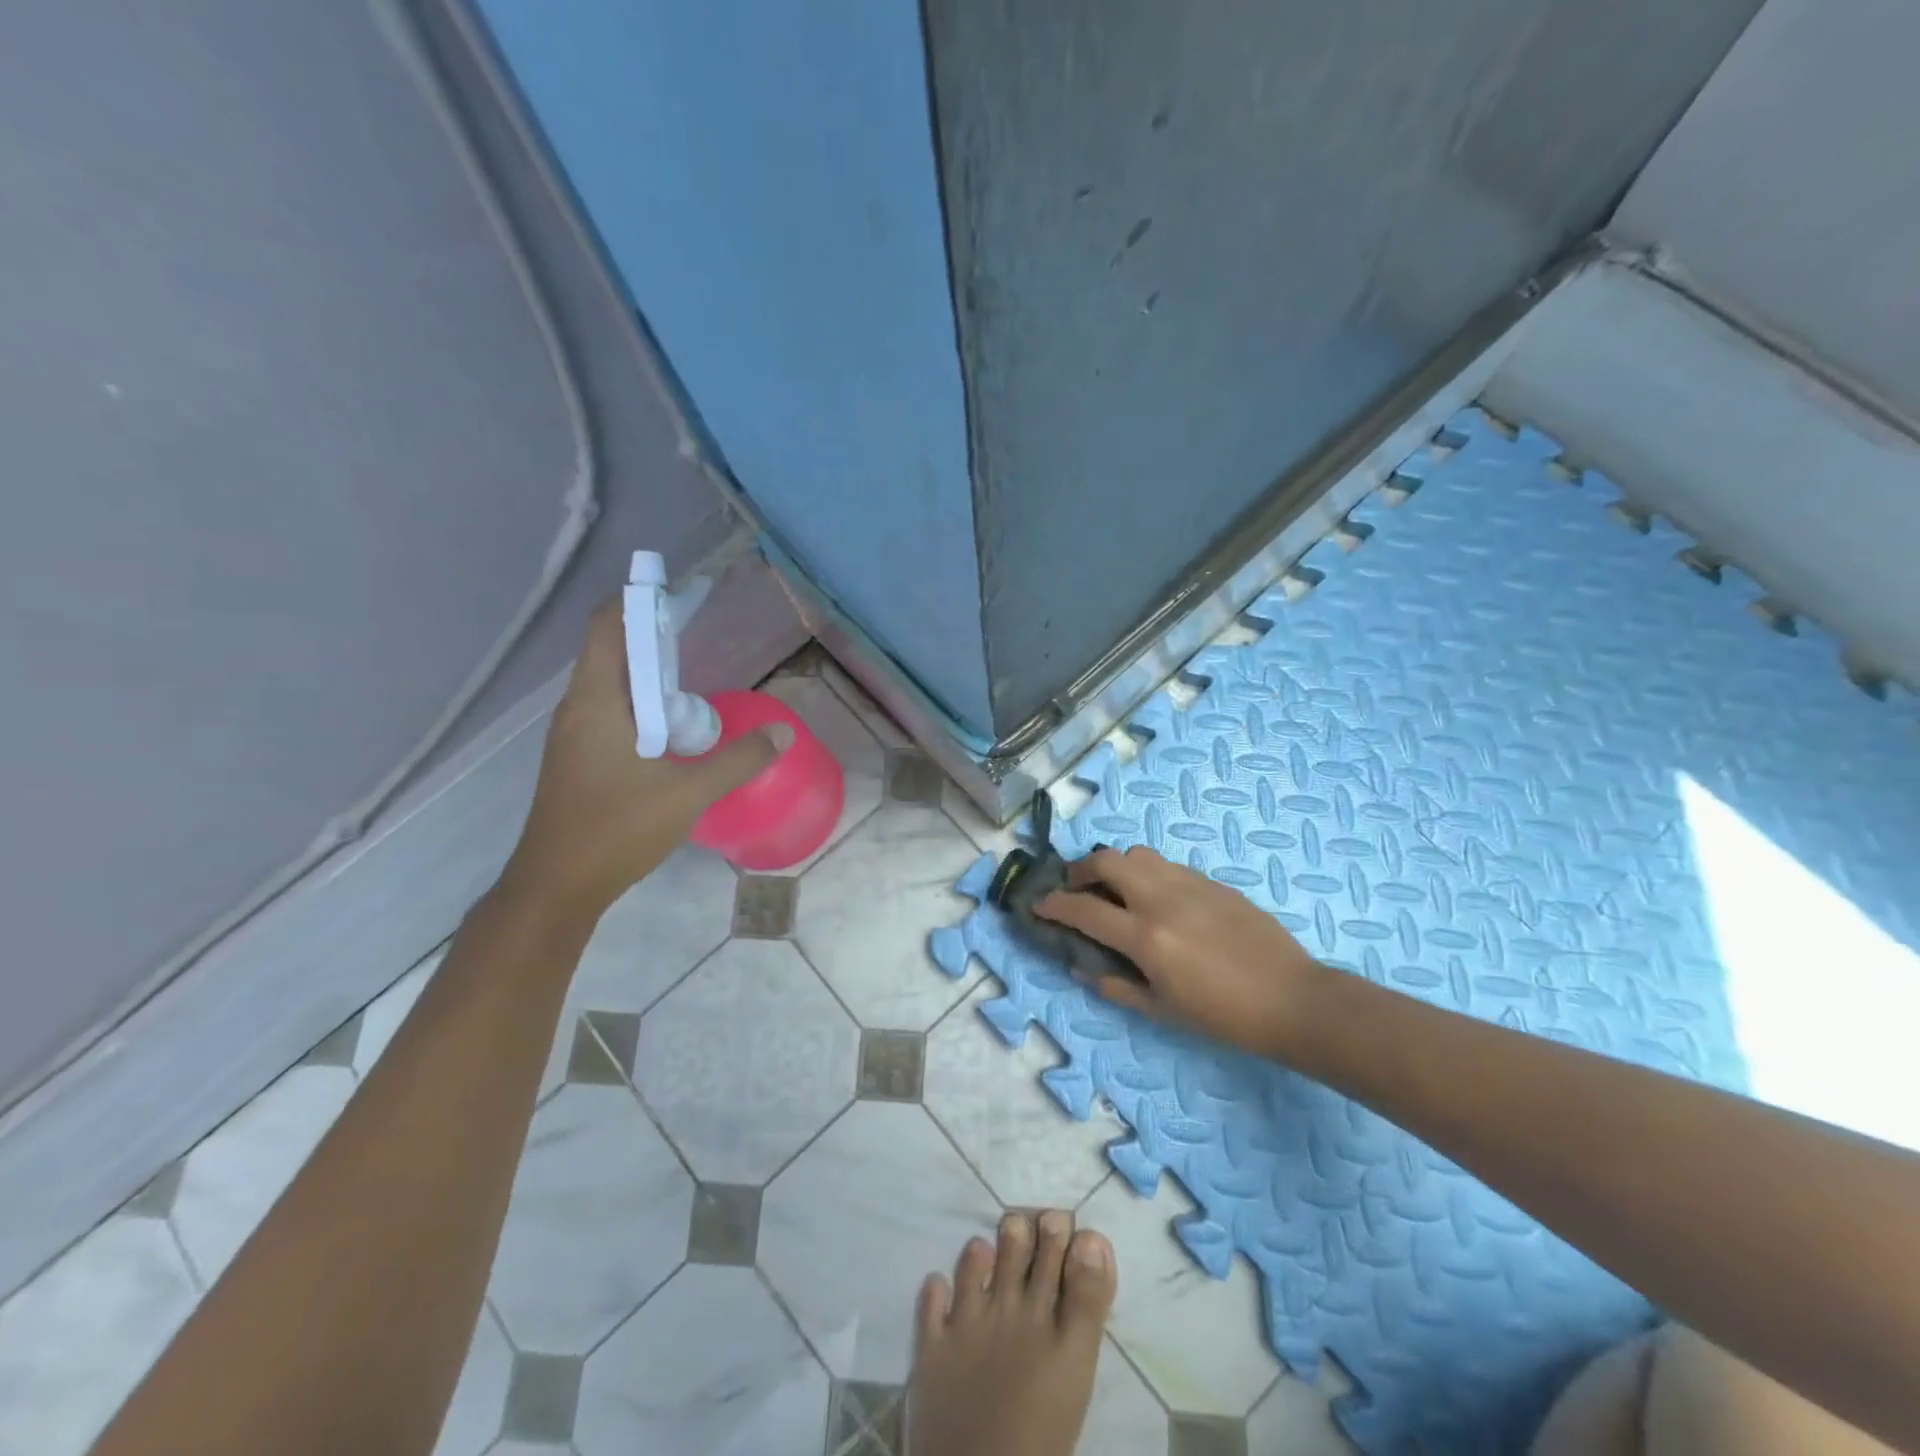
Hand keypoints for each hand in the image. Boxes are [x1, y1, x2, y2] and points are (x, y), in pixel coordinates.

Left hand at [499, 602, 789, 921]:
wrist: (556, 887)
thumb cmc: (615, 831)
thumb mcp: (688, 795)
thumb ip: (738, 761)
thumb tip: (784, 732)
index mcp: (596, 703)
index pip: (605, 627)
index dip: (635, 601)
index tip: (673, 591)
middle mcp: (578, 709)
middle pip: (608, 650)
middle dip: (649, 633)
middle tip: (695, 629)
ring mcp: (573, 734)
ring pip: (608, 683)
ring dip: (645, 671)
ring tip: (690, 673)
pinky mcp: (577, 757)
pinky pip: (609, 709)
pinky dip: (639, 701)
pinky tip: (670, 724)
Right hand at [1036, 845, 1324, 1058]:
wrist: (1293, 999)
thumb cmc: (1224, 1016)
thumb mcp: (1162, 1010)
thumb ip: (1116, 985)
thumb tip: (1081, 967)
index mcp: (1146, 936)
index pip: (1084, 908)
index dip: (1054, 904)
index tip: (1038, 904)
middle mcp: (1162, 899)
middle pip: (1106, 860)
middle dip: (1081, 869)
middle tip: (1076, 888)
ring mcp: (1190, 884)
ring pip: (1138, 853)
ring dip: (1116, 866)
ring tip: (1117, 889)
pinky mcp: (1213, 882)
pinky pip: (1168, 865)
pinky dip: (1148, 873)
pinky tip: (1158, 899)